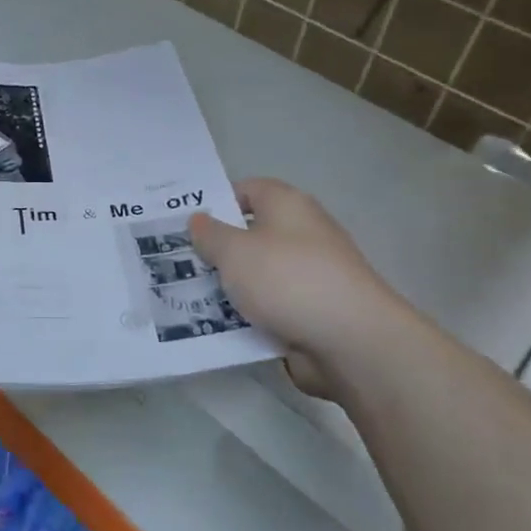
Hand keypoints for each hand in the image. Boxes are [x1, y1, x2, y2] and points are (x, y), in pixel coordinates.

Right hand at [189, 178, 407, 398]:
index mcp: (288, 205)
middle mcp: (303, 233)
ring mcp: (310, 274)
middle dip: (217, 250)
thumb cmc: (287, 280)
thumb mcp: (234, 251)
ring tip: (189, 298)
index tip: (185, 225)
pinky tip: (219, 327)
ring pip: (258, 275)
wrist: (351, 341)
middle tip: (179, 264)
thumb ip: (210, 234)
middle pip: (251, 235)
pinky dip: (249, 315)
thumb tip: (199, 220)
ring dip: (230, 287)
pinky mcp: (313, 311)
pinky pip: (271, 307)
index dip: (216, 203)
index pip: (247, 190)